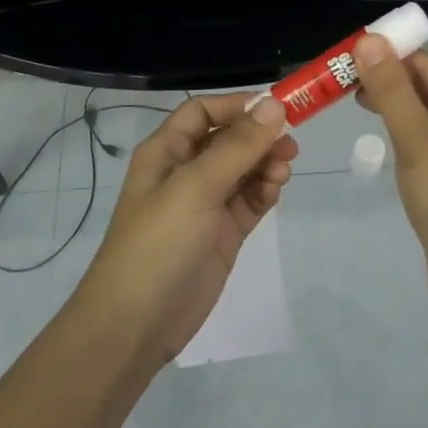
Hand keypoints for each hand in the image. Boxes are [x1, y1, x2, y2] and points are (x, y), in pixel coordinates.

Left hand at [75, 92, 297, 371]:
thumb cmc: (158, 242)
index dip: (237, 106)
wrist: (137, 323)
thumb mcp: (196, 187)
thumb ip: (237, 146)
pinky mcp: (222, 233)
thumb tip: (274, 104)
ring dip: (265, 163)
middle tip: (290, 144)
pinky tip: (275, 189)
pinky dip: (265, 191)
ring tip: (284, 170)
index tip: (275, 109)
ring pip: (243, 169)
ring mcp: (205, 204)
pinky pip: (249, 200)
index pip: (203, 111)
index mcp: (167, 152)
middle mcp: (186, 172)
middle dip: (258, 136)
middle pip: (228, 139)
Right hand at [352, 37, 427, 303]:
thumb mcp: (418, 141)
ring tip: (353, 99)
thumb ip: (391, 90)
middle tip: (342, 80)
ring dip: (395, 106)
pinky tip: (382, 132)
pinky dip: (407, 132)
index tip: (347, 56)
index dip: (389, 57)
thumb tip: (369, 40)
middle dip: (389, 82)